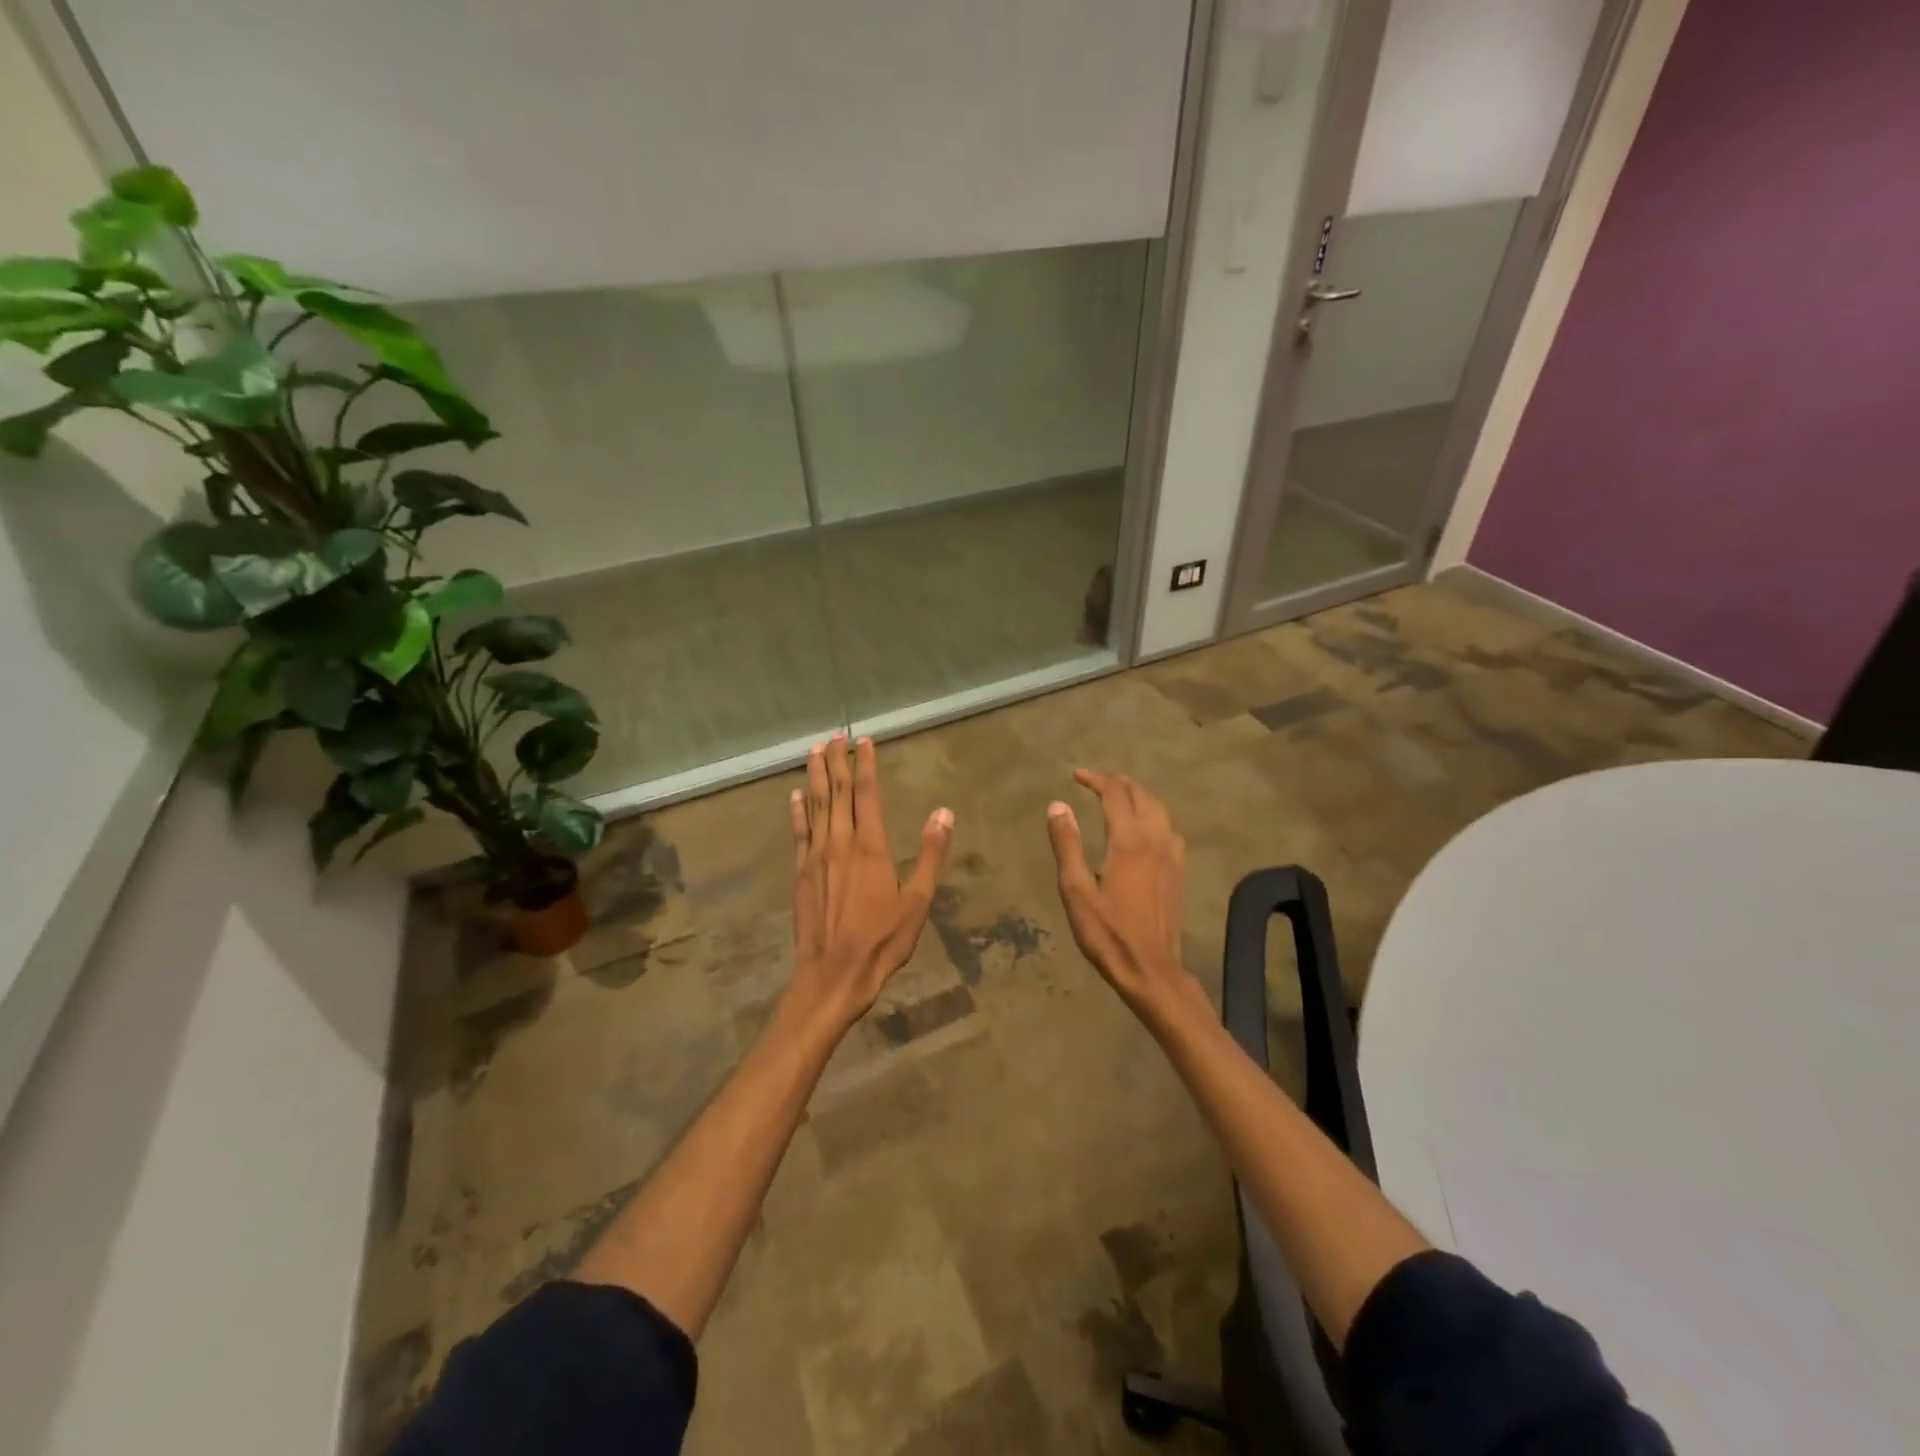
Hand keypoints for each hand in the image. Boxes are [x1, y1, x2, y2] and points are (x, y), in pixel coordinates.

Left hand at [788, 734, 953, 1029]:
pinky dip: (797, 811)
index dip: (865, 764)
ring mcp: (816, 856)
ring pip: (815, 805)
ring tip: (814, 751)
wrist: (834, 973)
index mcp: (871, 846)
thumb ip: (930, 854)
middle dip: (836, 761)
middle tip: (835, 736)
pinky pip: (799, 832)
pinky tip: (795, 796)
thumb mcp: (917, 900)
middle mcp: (840, 842)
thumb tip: (944, 813)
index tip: (864, 741)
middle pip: (836, 792)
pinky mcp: (800, 872)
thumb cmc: (882, 939)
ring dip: (814, 776)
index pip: (867, 793)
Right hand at [1047, 771, 1196, 1014]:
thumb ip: (1067, 844)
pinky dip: (1154, 815)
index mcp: (1128, 841)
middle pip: (1141, 796)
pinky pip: (1170, 829)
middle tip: (1096, 782)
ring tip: (1119, 797)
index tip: (1076, 776)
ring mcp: (1172, 856)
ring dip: (1139, 796)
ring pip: (1160, 810)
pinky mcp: (1179, 872)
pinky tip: (1146, 829)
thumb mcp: (1076, 890)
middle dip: (1119, 783)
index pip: (1115, 795)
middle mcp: (1155, 840)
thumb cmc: (1107, 932)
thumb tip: (1058, 805)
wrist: (1151, 969)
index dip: (1096, 780)